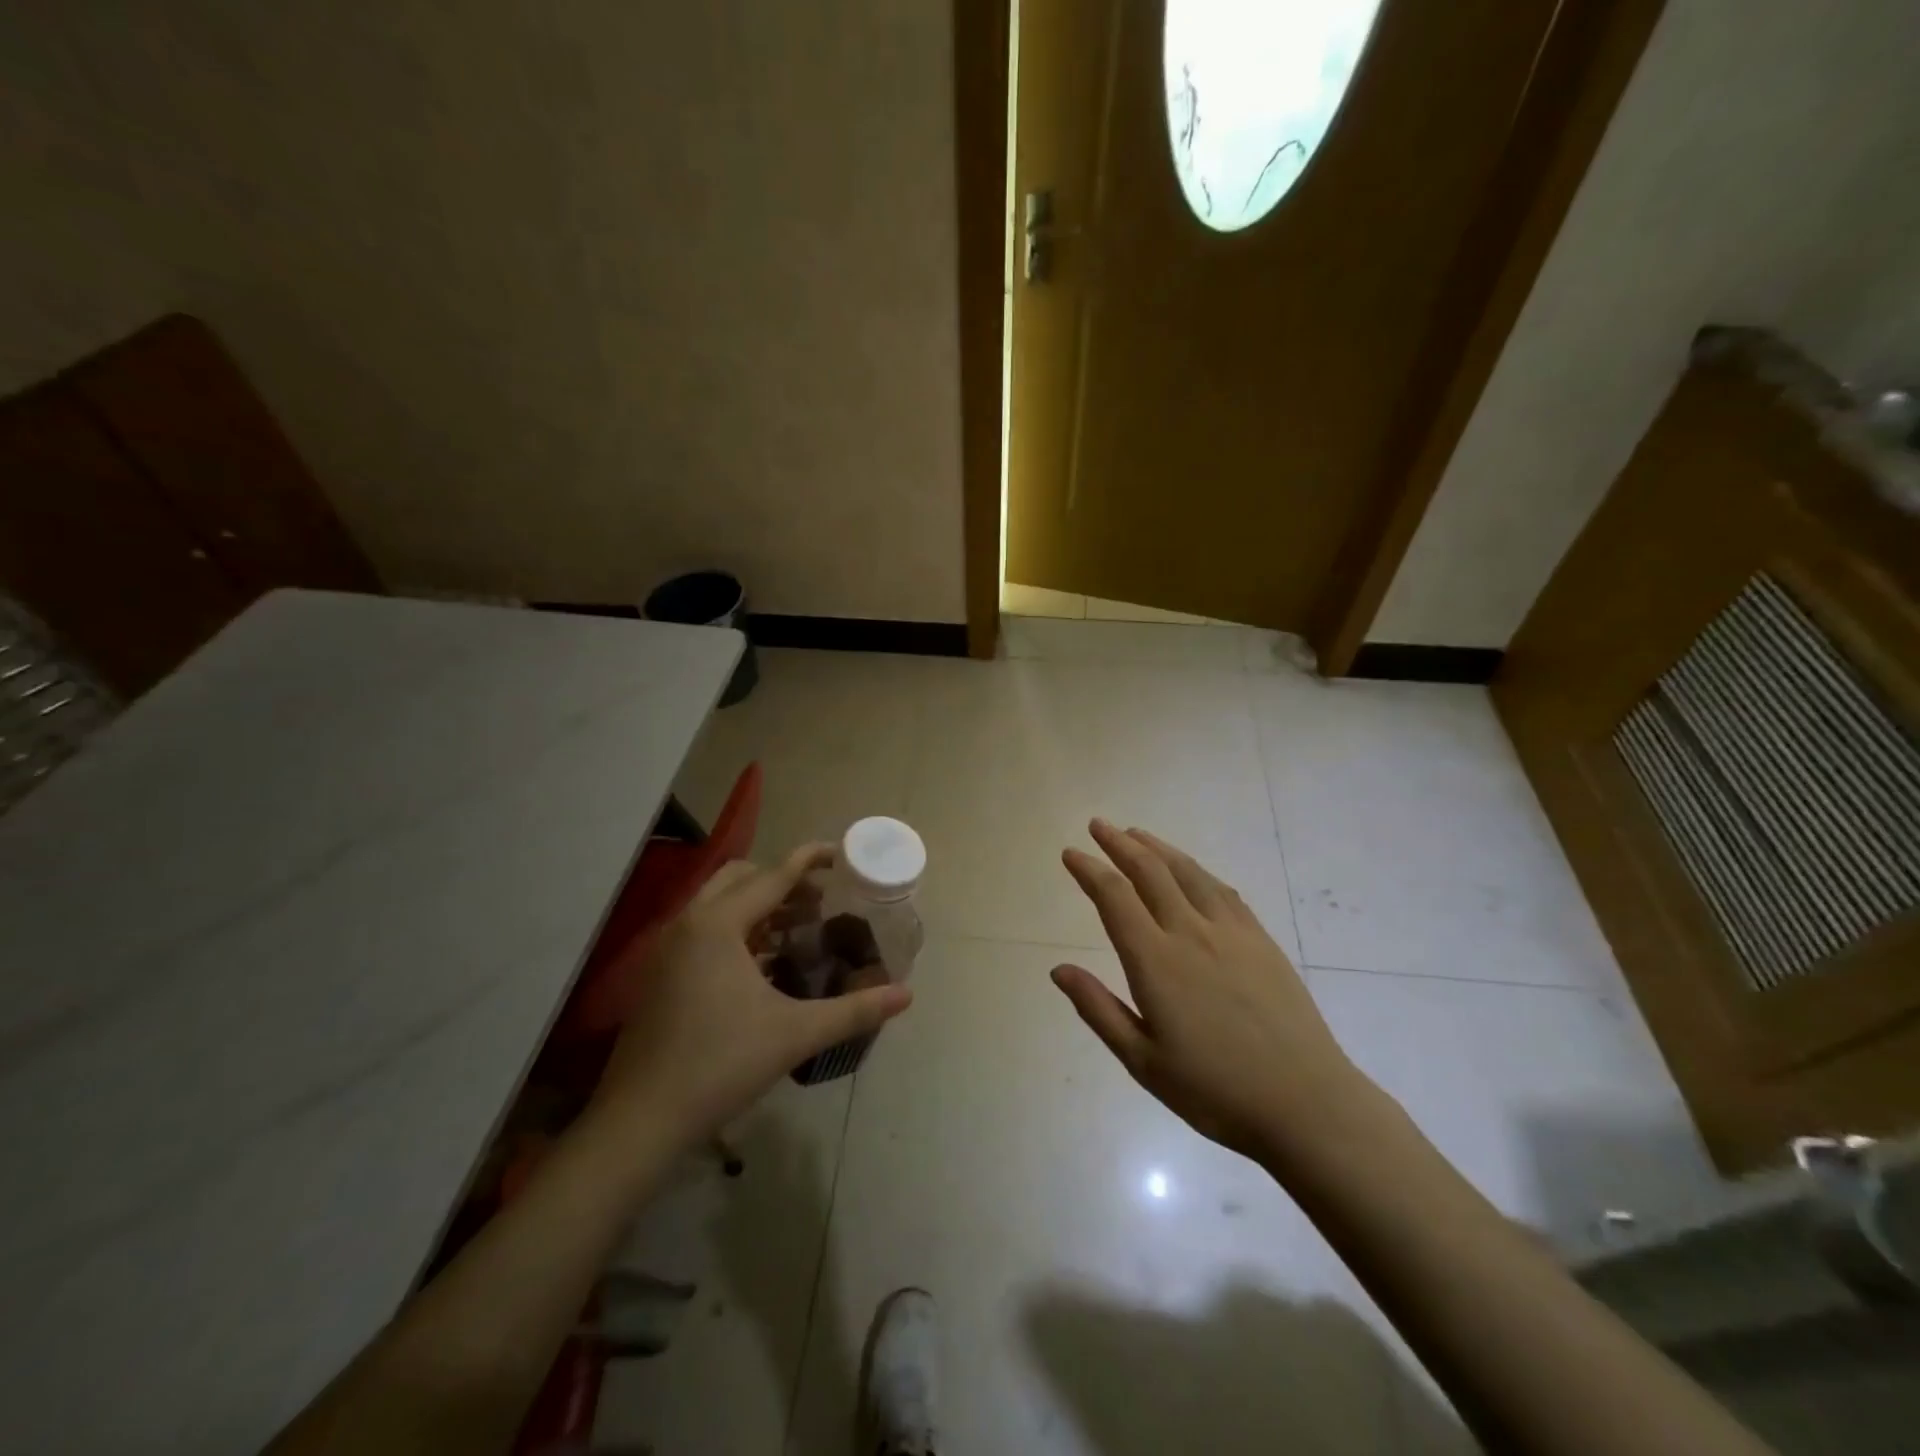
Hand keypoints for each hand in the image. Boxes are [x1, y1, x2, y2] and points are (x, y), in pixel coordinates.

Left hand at [590, 844, 911, 1145]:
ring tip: (799, 927)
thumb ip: (854, 1010)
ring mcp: (668, 950)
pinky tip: (765, 964)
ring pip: (719, 904)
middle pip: (741, 879)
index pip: (773, 876)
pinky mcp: (660, 975)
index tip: (840, 852)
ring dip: (759, 906)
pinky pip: (705, 931)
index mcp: (717, 925)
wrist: (640, 1122)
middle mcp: (688, 924)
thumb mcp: (795, 1034)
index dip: (809, 860)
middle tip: (820, 900)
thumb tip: (906, 995)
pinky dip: (738, 931)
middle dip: (782, 881)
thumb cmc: (720, 1066)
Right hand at [1051, 819, 1367, 1160]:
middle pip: (1150, 872)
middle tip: (1098, 825)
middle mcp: (1190, 933)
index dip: (1089, 870)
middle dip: (1119, 844)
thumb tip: (1058, 969)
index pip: (1114, 897)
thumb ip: (1098, 1009)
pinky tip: (1190, 870)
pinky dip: (1196, 870)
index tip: (1071, 853)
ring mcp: (1231, 932)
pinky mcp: (1260, 940)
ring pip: (1187, 872)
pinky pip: (1222, 890)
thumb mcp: (1142, 1061)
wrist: (1305, 1104)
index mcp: (1156, 961)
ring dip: (1157, 848)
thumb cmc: (1214, 1091)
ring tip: (1136, 834)